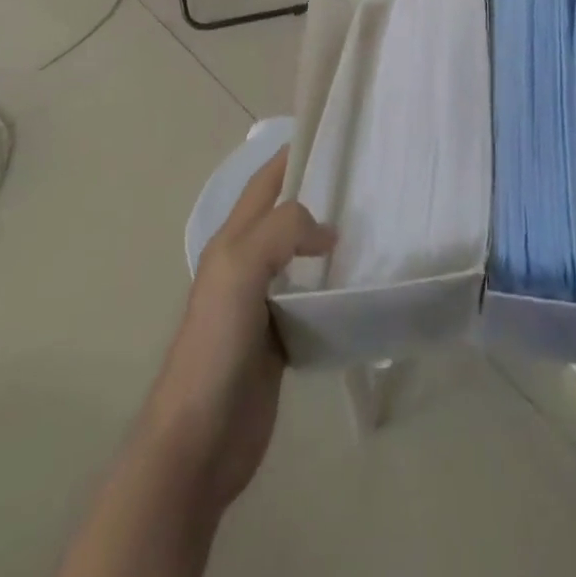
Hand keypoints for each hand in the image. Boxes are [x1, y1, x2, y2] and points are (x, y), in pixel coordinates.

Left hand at [144, 148, 334, 511]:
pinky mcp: (281, 338)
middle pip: (286, 215)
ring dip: (330, 239)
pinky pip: (313, 297)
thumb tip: (327, 231)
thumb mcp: (241, 268)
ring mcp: (264, 303)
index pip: (266, 182)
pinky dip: (334, 284)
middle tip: (368, 180)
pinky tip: (361, 284)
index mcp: (233, 240)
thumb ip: (282, 231)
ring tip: (375, 226)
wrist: (200, 439)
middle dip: (319, 193)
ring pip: (302, 256)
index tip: (335, 137)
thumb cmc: (215, 344)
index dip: (293, 155)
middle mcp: (248, 263)